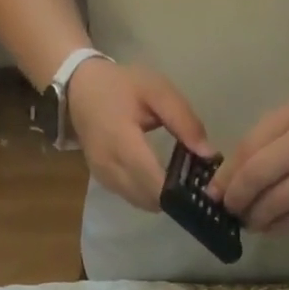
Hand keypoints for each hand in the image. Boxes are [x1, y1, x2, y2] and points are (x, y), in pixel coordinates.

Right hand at [67, 59, 214, 210]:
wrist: (79, 90)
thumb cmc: (121, 86)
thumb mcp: (157, 91)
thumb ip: (184, 121)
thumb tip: (209, 154)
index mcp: (123, 142)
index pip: (154, 181)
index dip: (179, 190)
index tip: (203, 186)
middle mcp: (110, 167)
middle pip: (149, 198)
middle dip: (175, 196)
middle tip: (197, 185)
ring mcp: (105, 178)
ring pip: (141, 202)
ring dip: (162, 198)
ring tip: (183, 183)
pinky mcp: (103, 182)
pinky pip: (132, 198)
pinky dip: (150, 195)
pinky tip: (163, 182)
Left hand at [213, 96, 288, 231]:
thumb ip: (265, 137)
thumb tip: (226, 176)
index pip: (251, 149)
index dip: (227, 175)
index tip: (213, 191)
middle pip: (257, 178)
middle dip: (235, 199)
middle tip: (228, 208)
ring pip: (274, 206)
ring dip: (253, 218)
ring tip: (248, 219)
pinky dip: (275, 227)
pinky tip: (268, 226)